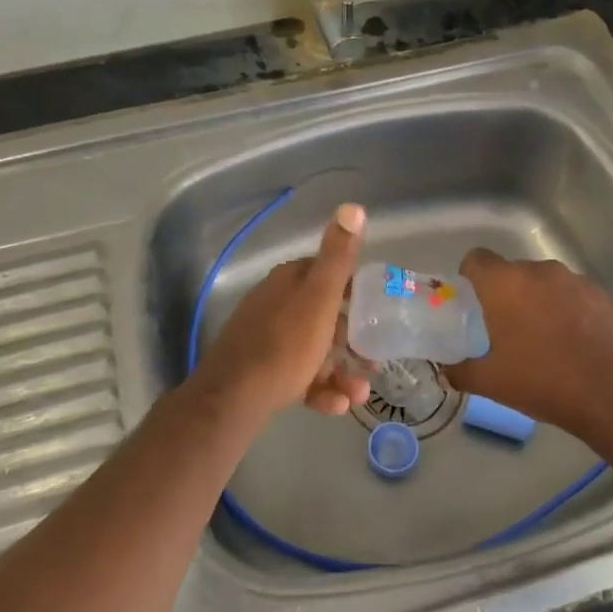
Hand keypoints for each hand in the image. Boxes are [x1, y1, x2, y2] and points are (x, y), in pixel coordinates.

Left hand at [188, 203, 371, 423]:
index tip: (379, 310)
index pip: (327, 274)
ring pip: (314, 350)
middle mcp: (275, 304)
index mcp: (289, 281)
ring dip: (341, 370)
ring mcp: (266, 339)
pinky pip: (299, 376)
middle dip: (352, 339)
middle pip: (323, 316)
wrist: (234, 398)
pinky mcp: (262, 372)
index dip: (355, 290)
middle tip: (374, 359)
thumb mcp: (319, 297)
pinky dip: (320, 388)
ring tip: (360, 392)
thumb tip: (353, 206)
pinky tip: (337, 405)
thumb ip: (338, 257)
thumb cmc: (285, 344)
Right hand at [447, 248, 612, 429]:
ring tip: (546, 341)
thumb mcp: (491, 383)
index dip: (470, 277)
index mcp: (505, 283)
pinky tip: (577, 346)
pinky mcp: (605, 296)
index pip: (476, 259)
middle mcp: (539, 271)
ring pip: (547, 285)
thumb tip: (447, 371)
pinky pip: (576, 298)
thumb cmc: (542, 380)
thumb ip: (462, 372)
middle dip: (508, 296)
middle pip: (514, 273)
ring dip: (541, 303)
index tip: (473, 304)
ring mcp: (576, 280)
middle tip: (507, 331)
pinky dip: (571, 314)